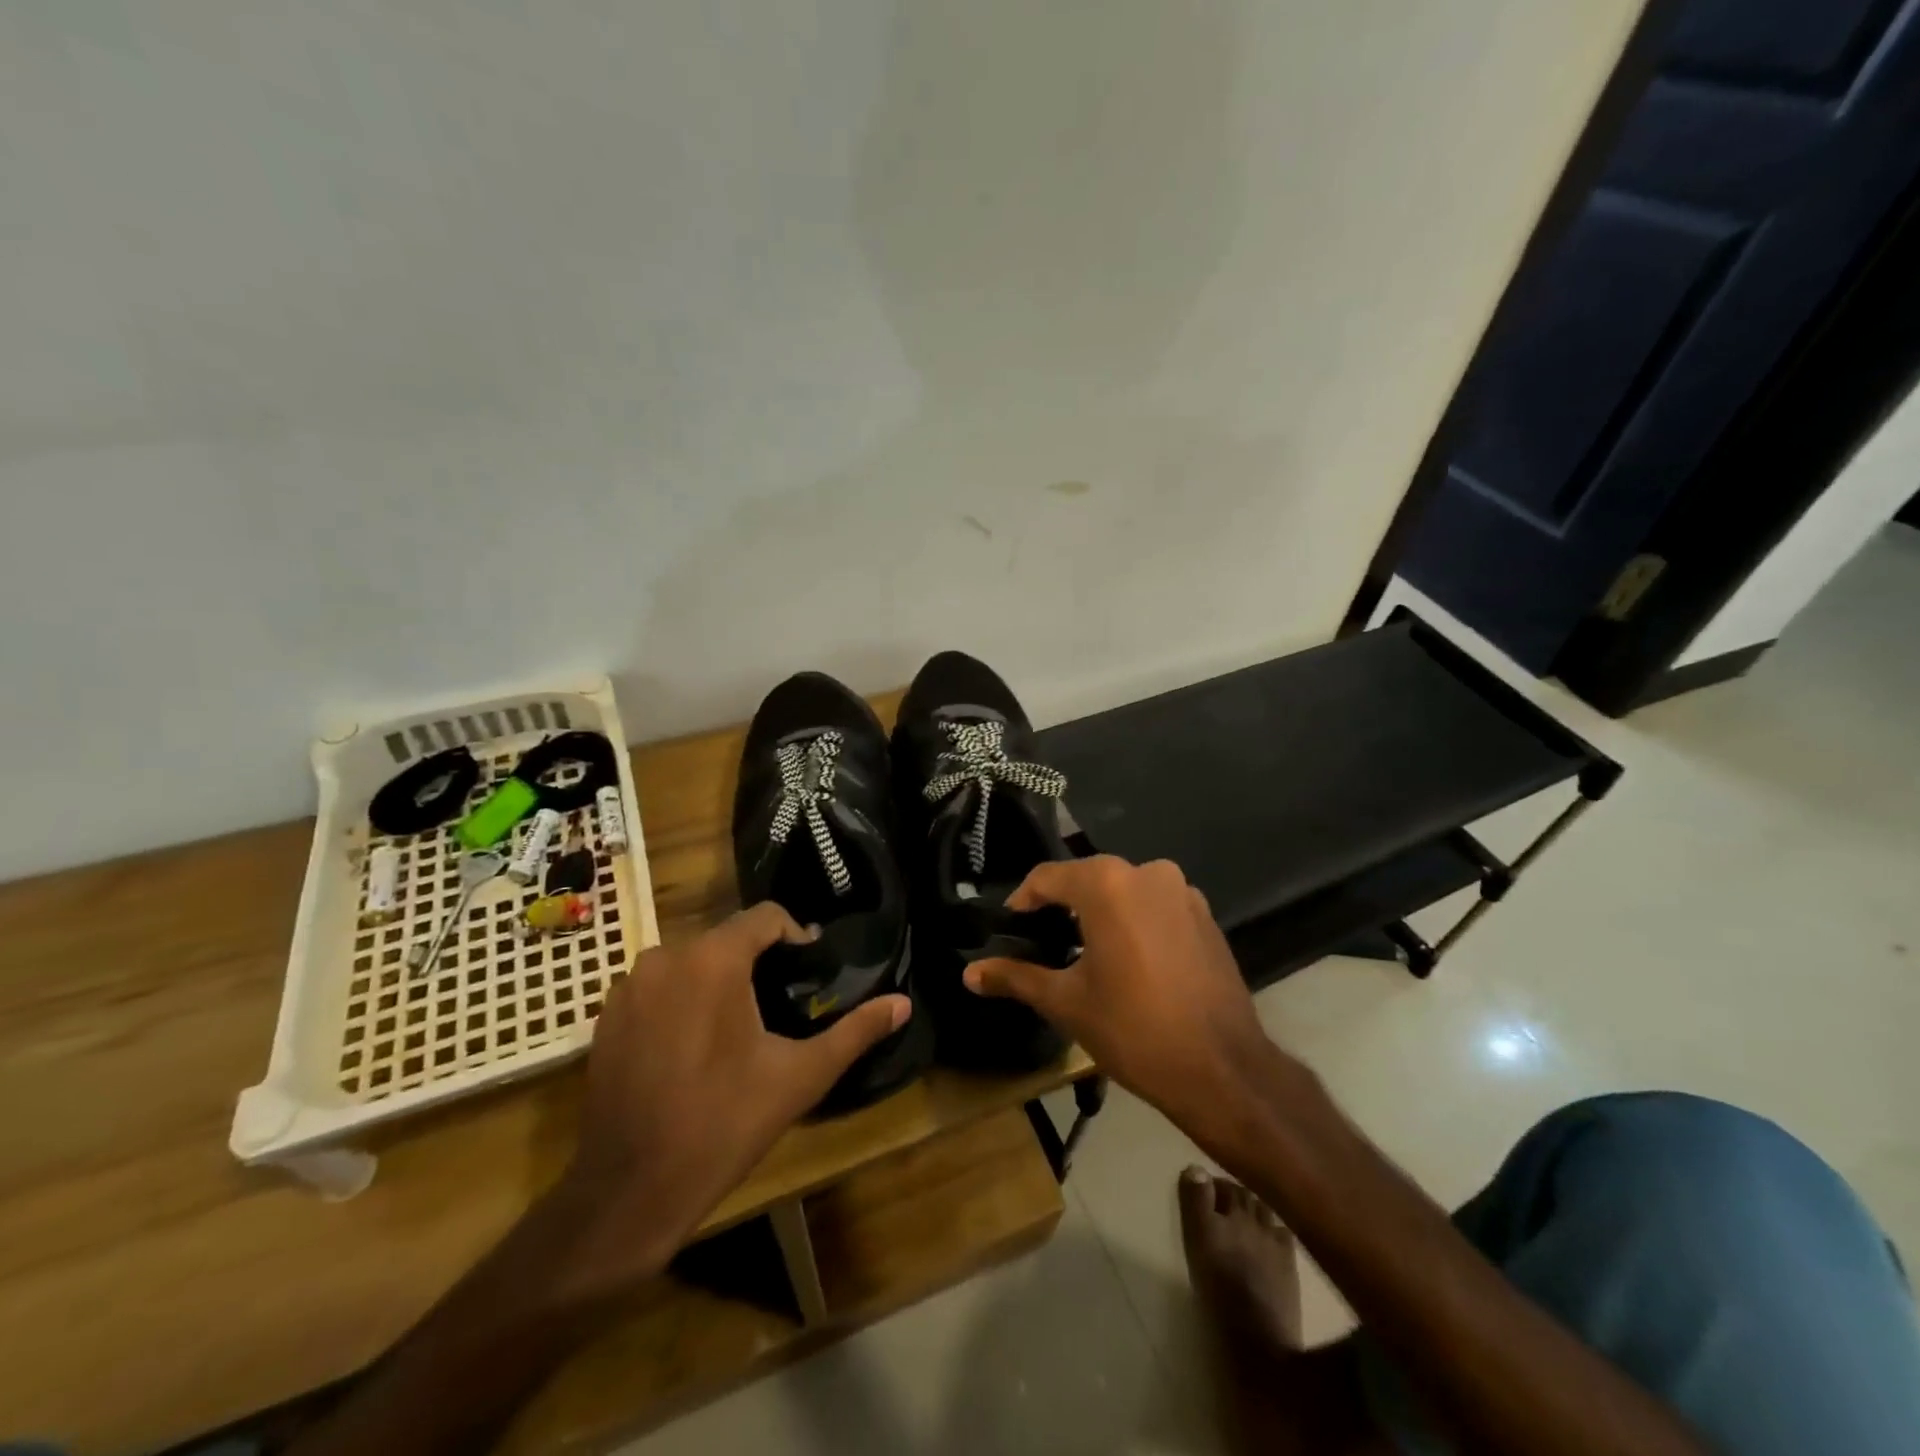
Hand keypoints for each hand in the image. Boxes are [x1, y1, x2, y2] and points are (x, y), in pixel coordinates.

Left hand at [559, 902, 910, 1276]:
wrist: (629, 1192)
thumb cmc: (723, 1124)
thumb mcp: (800, 1077)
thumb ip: (855, 1032)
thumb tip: (903, 1003)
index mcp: (713, 959)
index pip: (765, 916)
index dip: (796, 935)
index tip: (811, 969)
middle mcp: (665, 956)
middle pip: (726, 938)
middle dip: (757, 961)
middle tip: (780, 1003)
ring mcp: (629, 986)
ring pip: (690, 961)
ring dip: (718, 980)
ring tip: (740, 1025)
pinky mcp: (606, 1016)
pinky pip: (658, 987)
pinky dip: (681, 1000)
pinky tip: (693, 1046)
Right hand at [964, 857, 1285, 1127]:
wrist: (1222, 1070)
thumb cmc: (1134, 1029)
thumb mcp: (1066, 1002)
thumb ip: (1015, 977)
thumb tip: (968, 973)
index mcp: (1107, 884)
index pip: (1047, 877)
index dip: (1022, 901)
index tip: (1009, 929)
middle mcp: (1147, 872)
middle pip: (1088, 880)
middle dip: (1061, 907)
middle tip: (1041, 942)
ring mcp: (1183, 892)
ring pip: (1124, 891)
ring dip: (1100, 913)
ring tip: (1082, 953)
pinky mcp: (1205, 916)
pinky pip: (1155, 906)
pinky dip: (1134, 922)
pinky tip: (1128, 960)